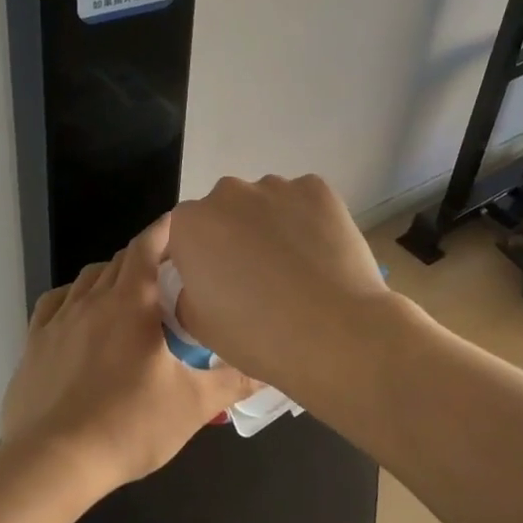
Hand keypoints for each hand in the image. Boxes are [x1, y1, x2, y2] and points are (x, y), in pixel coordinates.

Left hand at [1, 214, 259, 493]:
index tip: (184, 223)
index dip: (166, 229)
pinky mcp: (34, 344)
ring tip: (130, 294)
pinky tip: (81, 315)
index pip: (147, 246)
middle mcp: (91, 300)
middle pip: (120, 260)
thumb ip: (232, 382)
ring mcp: (58, 321)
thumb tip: (269, 370)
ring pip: (87, 278)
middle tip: (170, 271)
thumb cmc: (128, 425)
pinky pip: (55, 303)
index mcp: (130, 303)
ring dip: (111, 275)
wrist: (52, 463)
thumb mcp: (192, 405)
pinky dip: (74, 297)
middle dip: (146, 256)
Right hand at [167, 174, 398, 399]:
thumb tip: (201, 283)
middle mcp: (228, 193)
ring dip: (272, 226)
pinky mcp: (318, 189)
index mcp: (191, 224)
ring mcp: (276, 187)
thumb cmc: (258, 335)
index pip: (187, 233)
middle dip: (236, 236)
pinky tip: (320, 255)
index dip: (202, 259)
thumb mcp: (199, 326)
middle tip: (258, 278)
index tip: (220, 285)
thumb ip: (187, 293)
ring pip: (266, 203)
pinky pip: (304, 201)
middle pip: (226, 211)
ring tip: (296, 269)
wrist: (335, 334)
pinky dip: (308, 220)